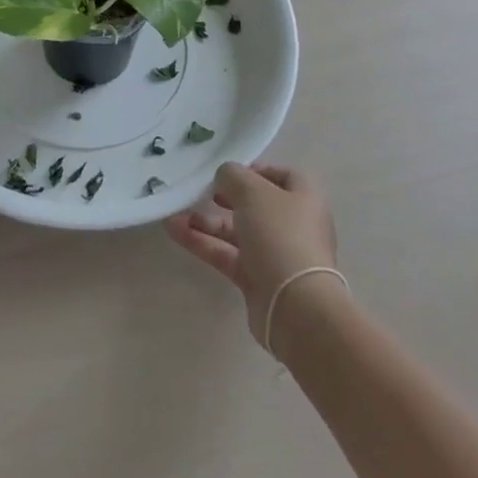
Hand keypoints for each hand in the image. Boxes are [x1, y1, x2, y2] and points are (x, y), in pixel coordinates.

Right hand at [165, 163, 338, 346]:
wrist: (295, 306)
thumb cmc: (280, 235)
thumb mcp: (253, 191)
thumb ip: (233, 176)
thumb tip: (224, 177)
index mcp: (304, 200)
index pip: (282, 176)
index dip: (256, 171)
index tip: (229, 172)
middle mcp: (292, 226)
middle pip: (255, 205)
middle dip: (225, 198)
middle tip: (203, 192)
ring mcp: (275, 255)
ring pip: (237, 232)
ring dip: (207, 221)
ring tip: (175, 213)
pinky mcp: (258, 280)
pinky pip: (227, 254)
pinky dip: (202, 243)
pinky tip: (174, 230)